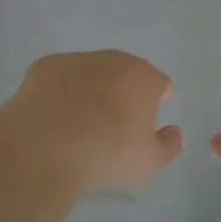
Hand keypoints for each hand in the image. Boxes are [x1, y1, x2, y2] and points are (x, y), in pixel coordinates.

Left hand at [1, 50, 182, 188]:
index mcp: (143, 77)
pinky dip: (61, 91)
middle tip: (116, 120)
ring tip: (82, 120)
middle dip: (124, 91)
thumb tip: (175, 132)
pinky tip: (54, 116)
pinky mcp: (45, 66)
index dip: (159, 98)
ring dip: (92, 89)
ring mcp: (77, 60)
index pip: (160, 83)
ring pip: (91, 72)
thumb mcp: (149, 161)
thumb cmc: (106, 152)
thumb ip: (169, 145)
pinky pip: (60, 78)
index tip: (152, 114)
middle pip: (125, 72)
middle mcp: (113, 60)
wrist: (46, 145)